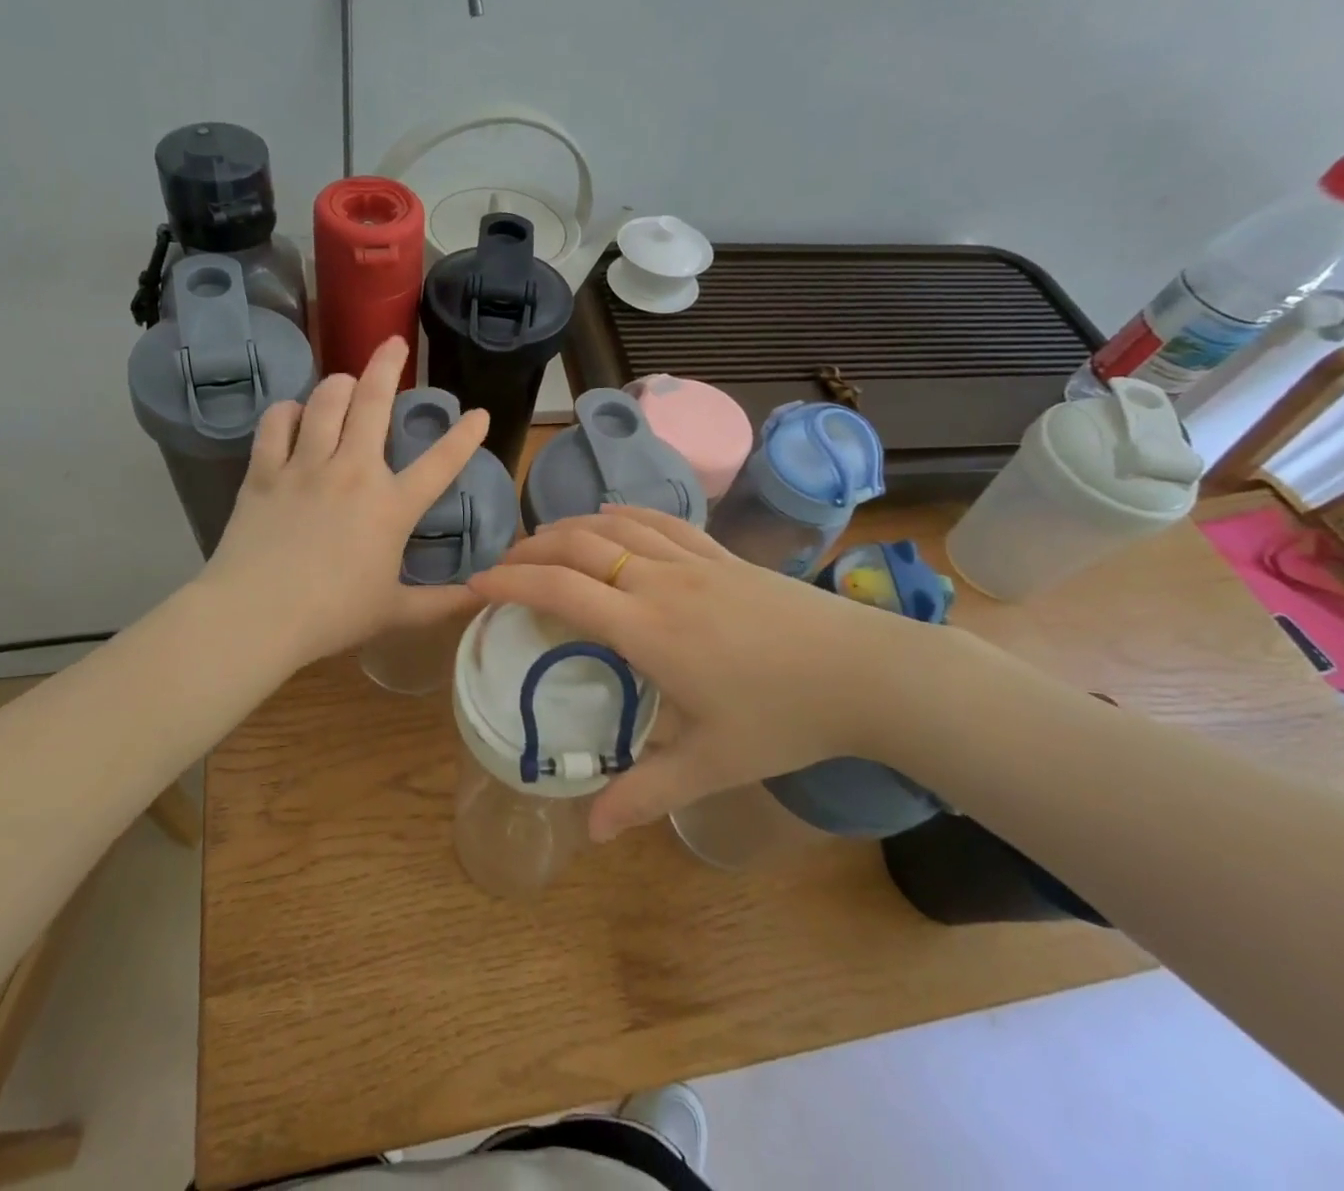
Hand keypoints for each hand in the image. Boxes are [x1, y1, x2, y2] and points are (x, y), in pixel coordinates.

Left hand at [198, 336, 489, 667]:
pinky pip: (277, 423)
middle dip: (388, 365)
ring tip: (345, 380)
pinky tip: (294, 413)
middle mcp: (353, 471)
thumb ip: (441, 603)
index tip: (479, 413)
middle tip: (394, 343)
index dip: (464, 436)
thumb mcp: (395, 612)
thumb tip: (479, 596)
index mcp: (391, 506)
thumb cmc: (332, 615)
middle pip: (374, 402)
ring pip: (325, 401)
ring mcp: (306, 466)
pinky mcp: (265, 471)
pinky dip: (288, 411)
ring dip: (338, 383)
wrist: (257, 615)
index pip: (440, 462)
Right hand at [470, 506, 946, 840]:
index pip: (561, 590)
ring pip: (615, 526)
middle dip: (531, 549)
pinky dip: (624, 513)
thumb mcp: (711, 765)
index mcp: (647, 628)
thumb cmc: (785, 718)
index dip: (512, 582)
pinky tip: (610, 515)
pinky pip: (661, 521)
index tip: (478, 585)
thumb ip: (644, 794)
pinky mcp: (721, 554)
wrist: (866, 672)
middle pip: (579, 547)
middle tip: (503, 565)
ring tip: (543, 539)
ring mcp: (693, 561)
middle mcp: (659, 582)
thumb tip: (589, 831)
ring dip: (570, 527)